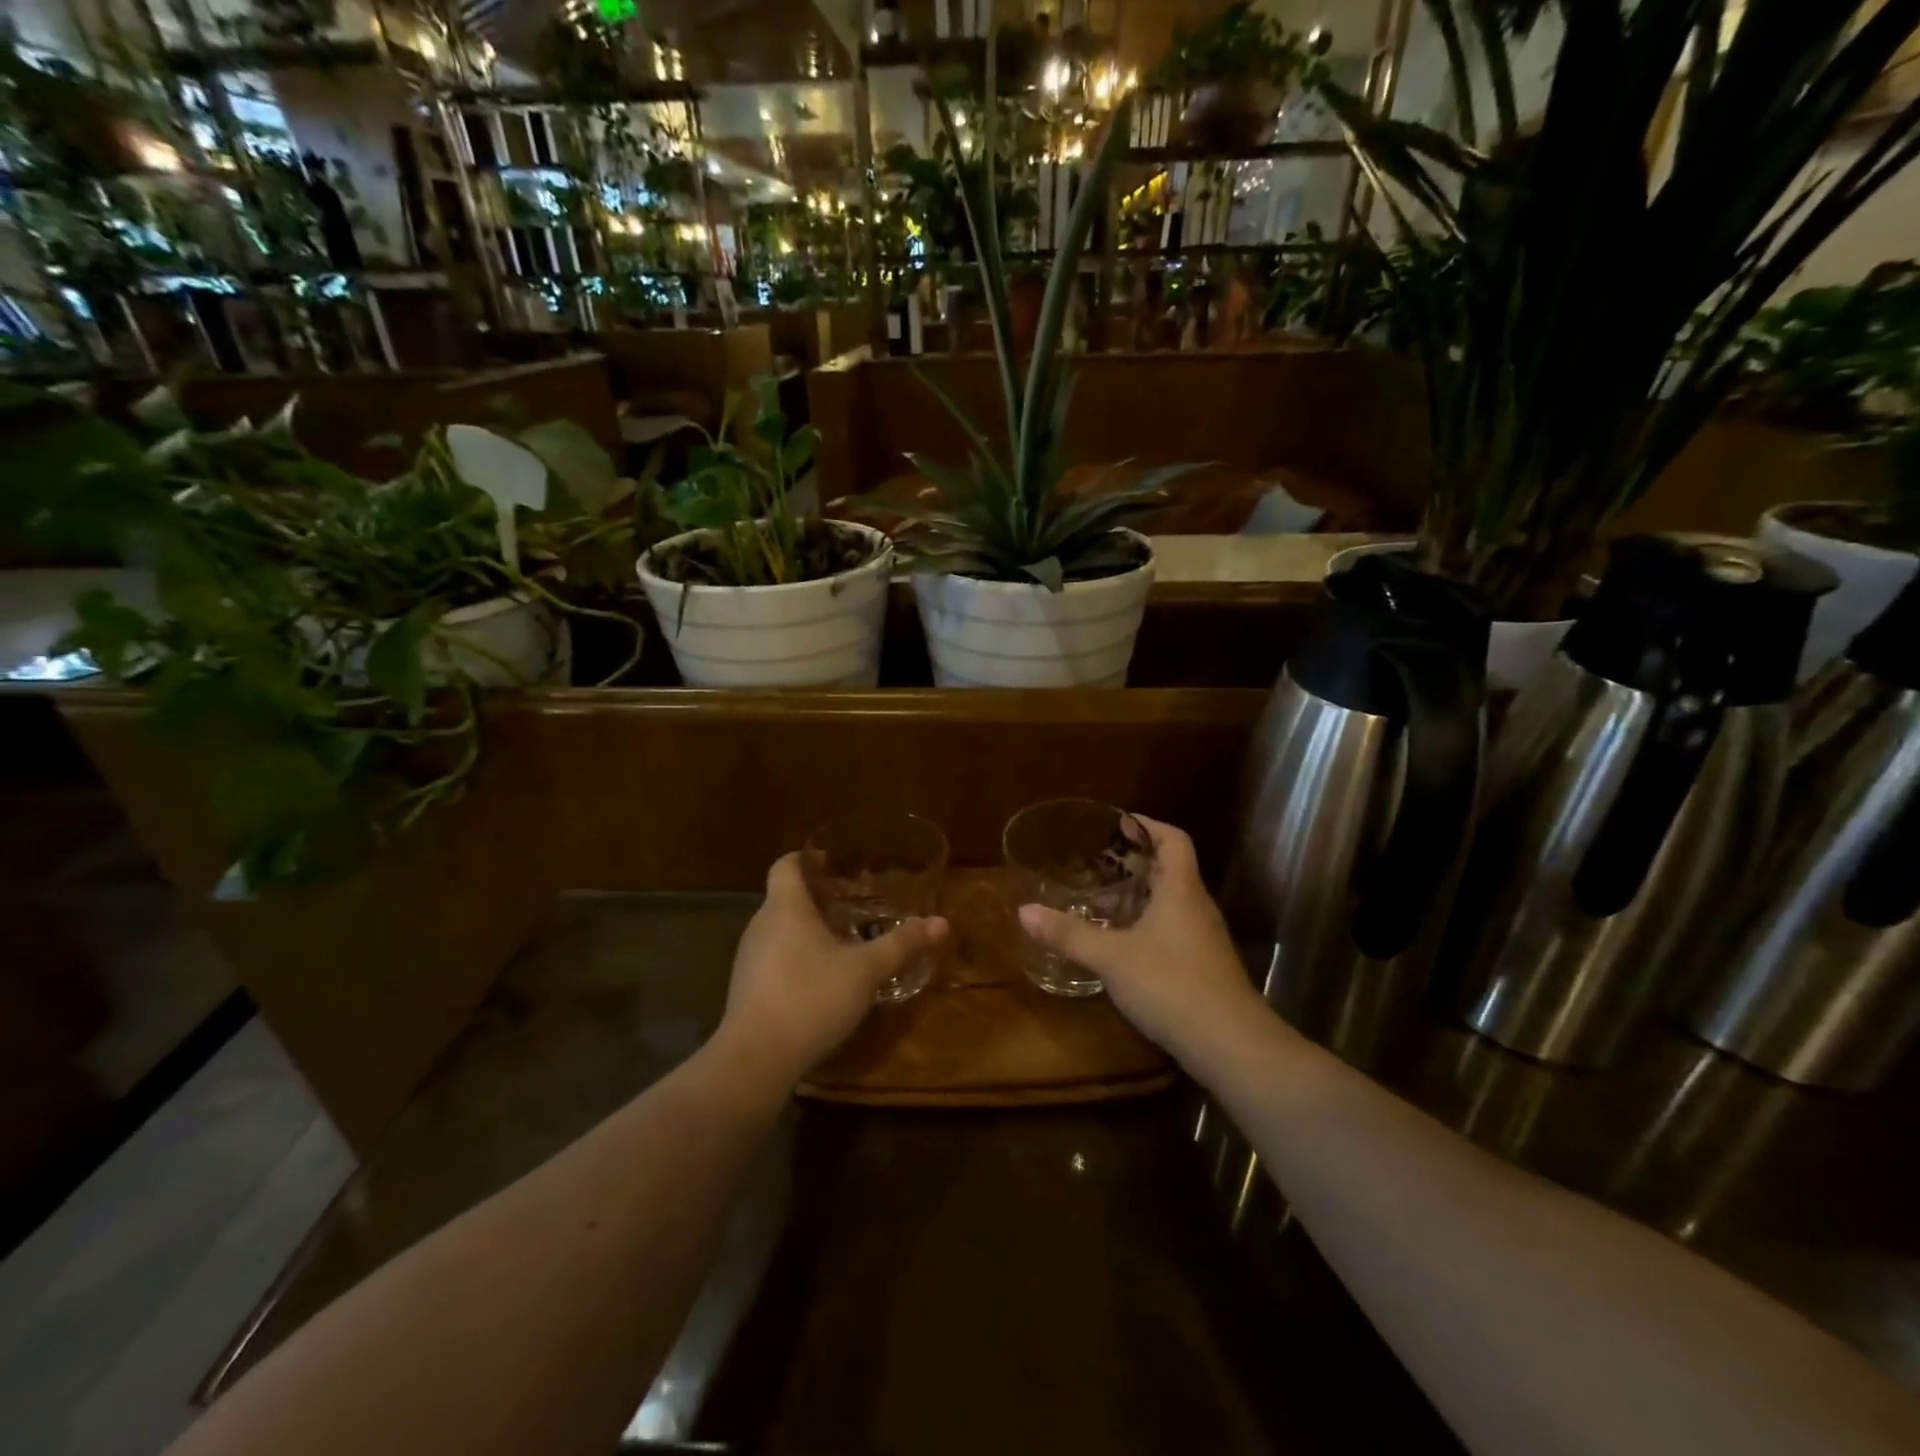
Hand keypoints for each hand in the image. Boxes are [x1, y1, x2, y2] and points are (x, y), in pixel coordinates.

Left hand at [715, 852, 948, 1086]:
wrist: (755, 1060)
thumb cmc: (811, 998)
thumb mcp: (866, 971)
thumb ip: (902, 944)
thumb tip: (941, 923)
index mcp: (785, 907)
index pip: (786, 865)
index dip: (807, 858)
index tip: (833, 862)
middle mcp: (761, 925)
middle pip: (786, 898)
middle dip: (817, 898)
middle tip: (852, 903)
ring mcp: (749, 959)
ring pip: (780, 930)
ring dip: (808, 930)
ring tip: (843, 941)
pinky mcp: (747, 989)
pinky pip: (774, 959)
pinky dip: (797, 958)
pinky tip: (822, 980)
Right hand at [1018, 816, 1263, 1058]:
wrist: (1232, 1046)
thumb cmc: (1172, 985)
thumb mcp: (1112, 958)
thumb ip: (1069, 934)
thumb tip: (1024, 912)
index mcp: (1181, 889)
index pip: (1173, 839)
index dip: (1147, 825)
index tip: (1116, 823)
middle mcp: (1196, 906)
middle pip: (1171, 868)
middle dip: (1135, 860)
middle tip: (1095, 860)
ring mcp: (1203, 938)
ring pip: (1171, 900)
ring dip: (1140, 893)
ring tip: (1100, 896)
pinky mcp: (1203, 966)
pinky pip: (1172, 928)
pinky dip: (1146, 923)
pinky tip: (1121, 941)